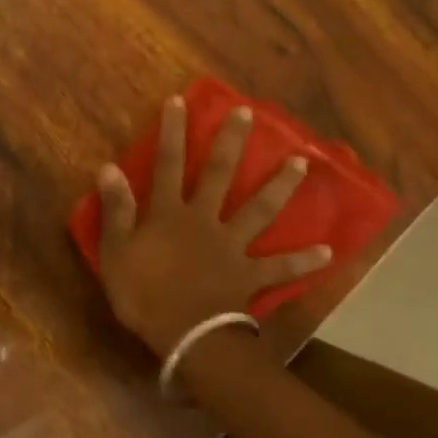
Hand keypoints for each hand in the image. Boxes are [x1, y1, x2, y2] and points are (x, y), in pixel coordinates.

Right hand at [94, 97, 331, 356]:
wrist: (185, 336)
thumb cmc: (143, 294)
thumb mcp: (116, 252)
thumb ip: (116, 210)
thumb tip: (109, 167)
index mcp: (170, 214)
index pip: (168, 164)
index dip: (172, 132)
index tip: (180, 100)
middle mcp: (205, 220)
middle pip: (221, 175)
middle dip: (231, 142)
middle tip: (248, 113)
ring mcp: (232, 247)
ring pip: (260, 210)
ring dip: (280, 185)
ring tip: (302, 161)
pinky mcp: (250, 276)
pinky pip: (280, 267)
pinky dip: (303, 260)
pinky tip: (328, 251)